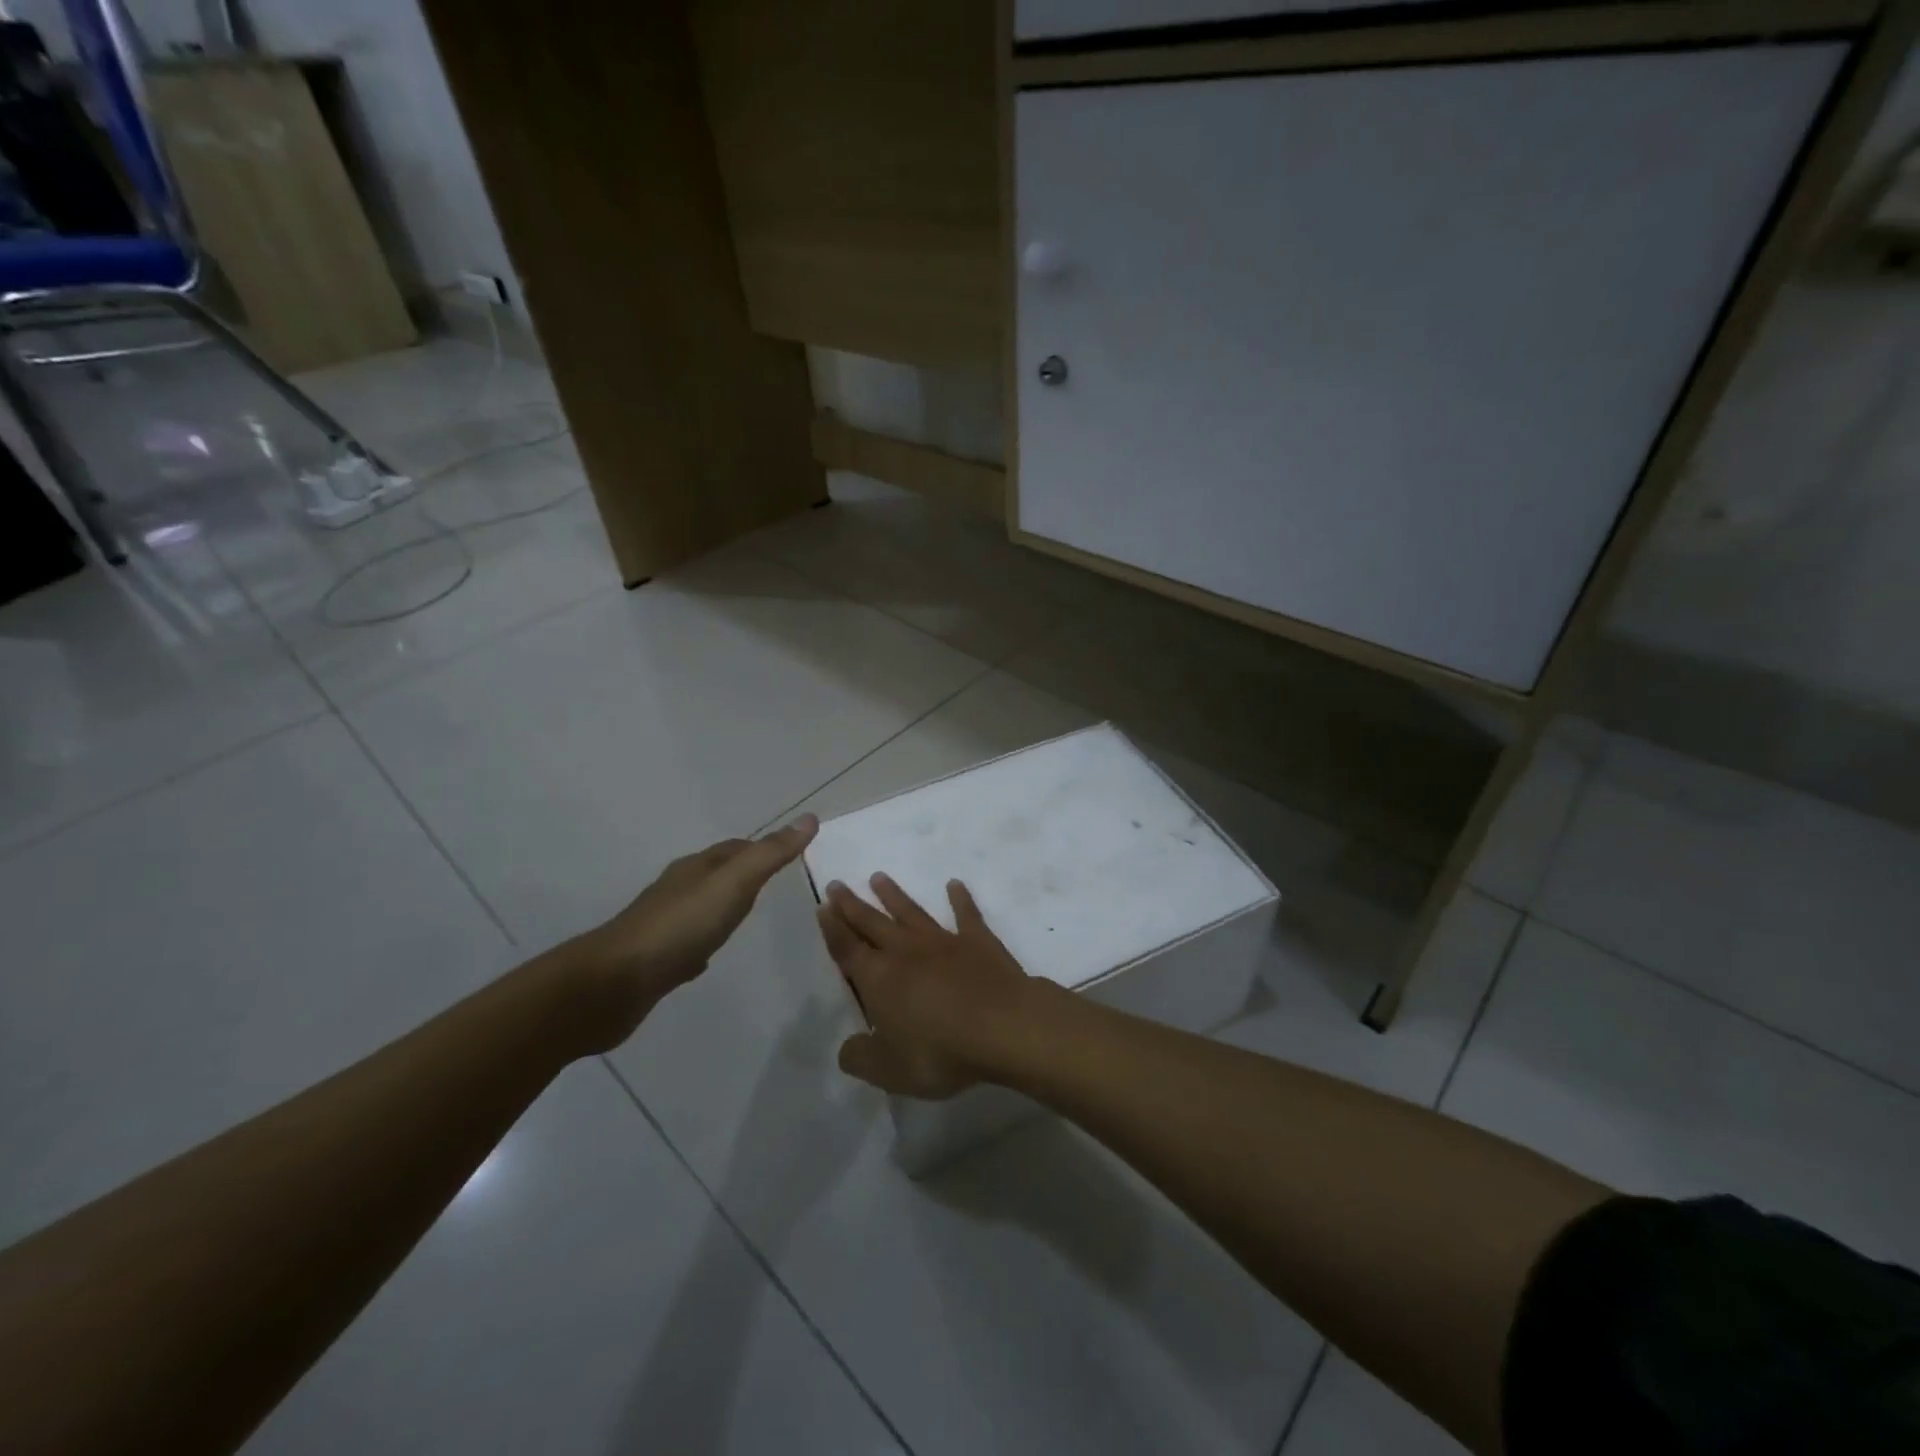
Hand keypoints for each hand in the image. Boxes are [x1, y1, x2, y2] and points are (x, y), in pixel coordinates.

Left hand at [567, 816, 817, 1051]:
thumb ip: (770, 854)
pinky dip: (704, 941)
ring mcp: (663, 923)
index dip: (763, 848)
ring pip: (702, 906)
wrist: (614, 983)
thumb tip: (808, 818)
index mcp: (697, 868)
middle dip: (744, 874)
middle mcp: (678, 889)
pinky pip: (687, 942)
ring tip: (747, 917)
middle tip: (775, 884)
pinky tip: (710, 957)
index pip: (735, 848)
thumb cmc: (680, 927)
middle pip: (717, 873)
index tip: (790, 854)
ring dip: (724, 907)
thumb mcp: (734, 884)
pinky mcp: (654, 959)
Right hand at [818, 874, 1035, 1099]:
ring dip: (894, 895)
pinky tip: (955, 884)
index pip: (848, 949)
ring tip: (879, 877)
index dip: (833, 929)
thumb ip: (862, 1058)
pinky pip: (966, 914)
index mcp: (879, 978)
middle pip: (873, 923)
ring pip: (912, 912)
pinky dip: (960, 898)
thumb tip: (847, 1048)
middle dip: (853, 905)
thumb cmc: (940, 1050)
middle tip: (838, 884)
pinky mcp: (978, 941)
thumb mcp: (889, 1070)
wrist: (1002, 1025)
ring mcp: (944, 942)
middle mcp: (906, 951)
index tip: (823, 906)